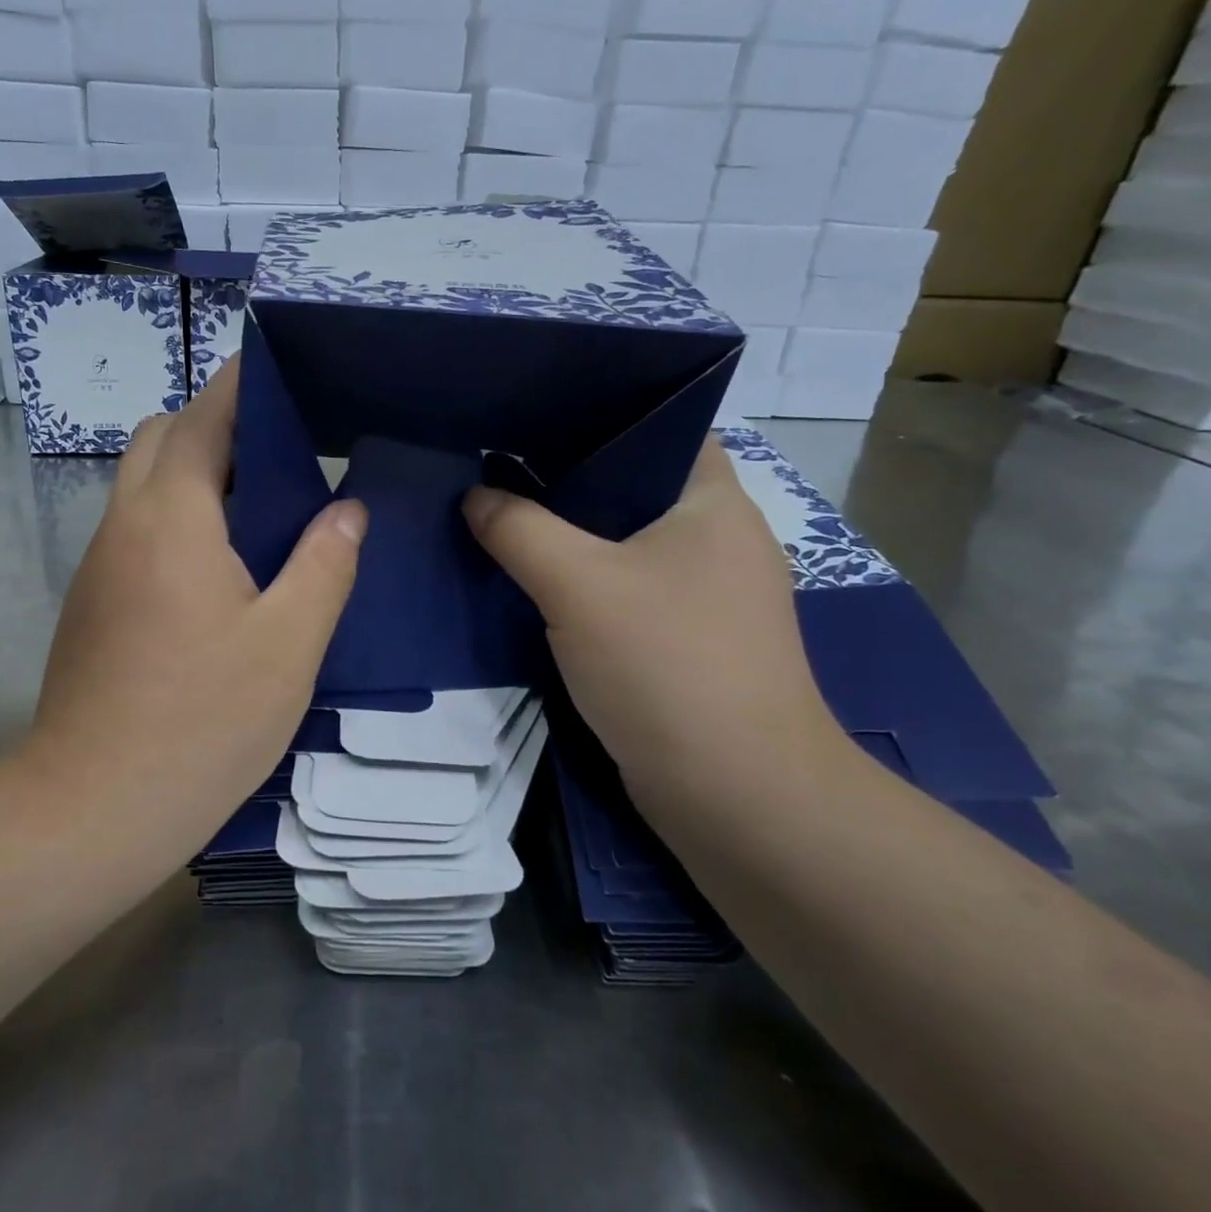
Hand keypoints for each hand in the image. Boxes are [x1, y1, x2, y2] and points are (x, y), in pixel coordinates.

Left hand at [27, 359, 367, 838]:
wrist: (94, 806)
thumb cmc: (203, 720)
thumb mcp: (288, 643)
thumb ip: (325, 564)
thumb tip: (346, 509)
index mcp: (173, 518)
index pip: (202, 418)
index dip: (238, 385)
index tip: (279, 369)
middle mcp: (124, 525)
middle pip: (161, 439)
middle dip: (214, 426)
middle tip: (281, 455)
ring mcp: (99, 565)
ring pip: (143, 485)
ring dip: (195, 474)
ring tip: (262, 507)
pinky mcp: (92, 603)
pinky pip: (136, 530)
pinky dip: (177, 518)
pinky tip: (221, 568)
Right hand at [463, 437, 836, 798]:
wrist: (736, 794)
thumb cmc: (667, 663)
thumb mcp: (578, 584)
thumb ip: (518, 530)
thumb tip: (475, 497)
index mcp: (714, 502)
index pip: (659, 429)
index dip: (597, 417)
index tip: (531, 418)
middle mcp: (719, 539)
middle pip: (632, 488)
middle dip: (565, 481)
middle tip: (497, 468)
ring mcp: (706, 595)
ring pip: (624, 544)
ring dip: (569, 538)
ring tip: (502, 516)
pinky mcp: (686, 642)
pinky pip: (624, 592)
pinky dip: (583, 585)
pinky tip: (534, 585)